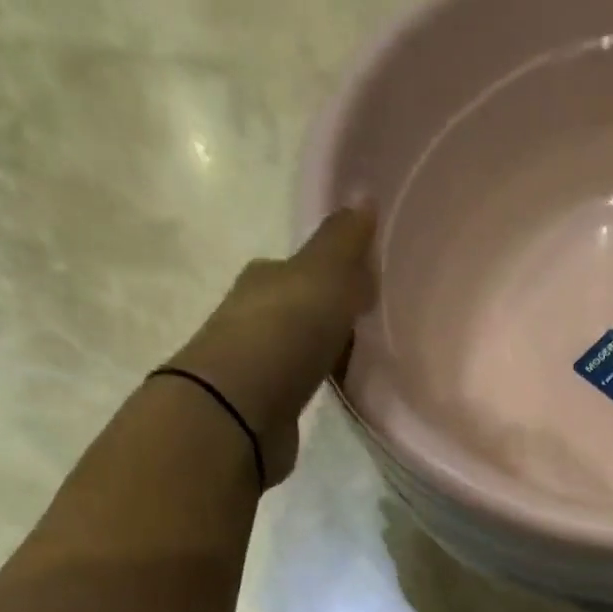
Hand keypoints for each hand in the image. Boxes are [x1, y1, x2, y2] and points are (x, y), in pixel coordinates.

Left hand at [166, 207, 377, 483]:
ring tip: (364, 364)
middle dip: (333, 315)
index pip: (307, 269)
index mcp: (268, 277)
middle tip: (373, 327)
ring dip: (326, 352)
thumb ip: (343, 245)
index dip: (340, 274)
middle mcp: (257, 314)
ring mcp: (260, 363)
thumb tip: (364, 198)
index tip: (373, 289)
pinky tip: (339, 393)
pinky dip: (319, 385)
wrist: (239, 411)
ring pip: (301, 348)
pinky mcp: (267, 407)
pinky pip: (301, 386)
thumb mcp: (322, 278)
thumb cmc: (283, 335)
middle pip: (302, 309)